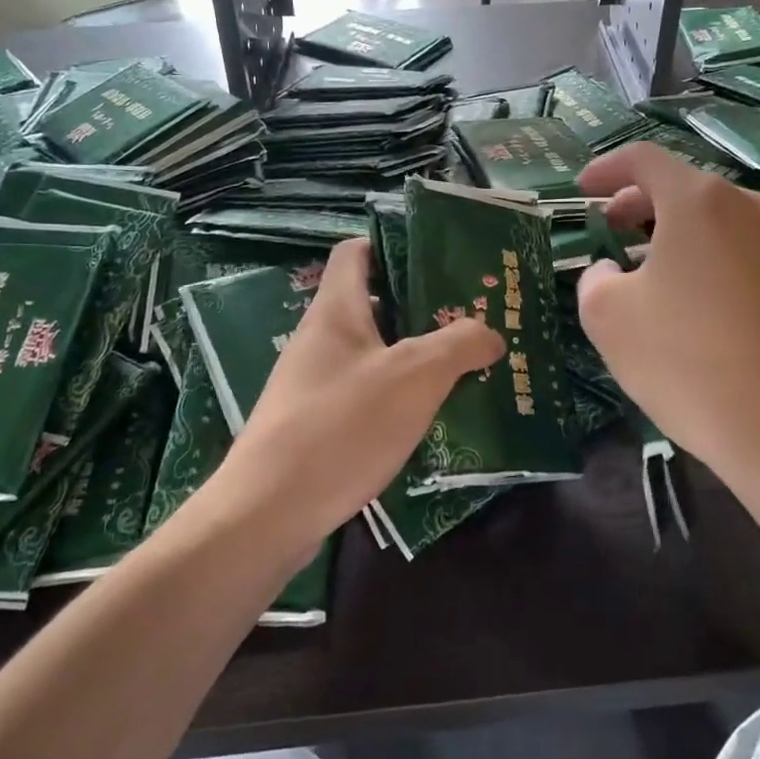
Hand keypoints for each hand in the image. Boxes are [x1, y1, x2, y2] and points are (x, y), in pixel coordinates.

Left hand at [221, 238, 503, 545]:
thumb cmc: (344, 425)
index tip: (439, 260)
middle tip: (470, 318)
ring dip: (414, 356)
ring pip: (372, 352)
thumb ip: (459, 345)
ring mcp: (313, 382)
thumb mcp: (415, 377)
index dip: (394, 245)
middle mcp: (320, 338)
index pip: (356, 250)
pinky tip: (428, 417)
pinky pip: (363, 393)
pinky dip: (396, 395)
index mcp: (336, 309)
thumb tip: (491, 332)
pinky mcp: (314, 423)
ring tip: (462, 367)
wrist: (268, 514)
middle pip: (372, 302)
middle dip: (421, 307)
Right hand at [576, 142, 759, 485]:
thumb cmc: (682, 359)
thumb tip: (613, 271)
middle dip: (639, 202)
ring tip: (649, 266)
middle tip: (610, 227)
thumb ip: (596, 277)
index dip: (606, 169)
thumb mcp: (606, 314)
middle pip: (684, 186)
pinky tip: (696, 297)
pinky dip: (711, 256)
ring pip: (718, 219)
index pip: (644, 159)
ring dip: (677, 231)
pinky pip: (745, 250)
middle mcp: (750, 207)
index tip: (582, 191)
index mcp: (699, 201)